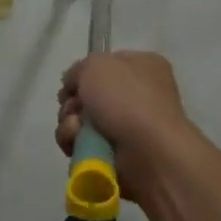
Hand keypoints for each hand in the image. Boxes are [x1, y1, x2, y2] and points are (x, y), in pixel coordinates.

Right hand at [55, 51, 194, 210]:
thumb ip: (78, 69)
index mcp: (143, 67)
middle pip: (88, 96)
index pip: (105, 64)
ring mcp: (128, 128)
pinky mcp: (118, 156)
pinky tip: (79, 146)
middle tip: (73, 110)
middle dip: (72, 104)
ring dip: (70, 125)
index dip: (83, 73)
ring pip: (82, 122)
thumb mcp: (96, 66)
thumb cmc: (127, 100)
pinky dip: (76, 145)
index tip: (70, 84)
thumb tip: (73, 86)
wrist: (150, 153)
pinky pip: (85, 147)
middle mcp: (138, 96)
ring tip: (76, 130)